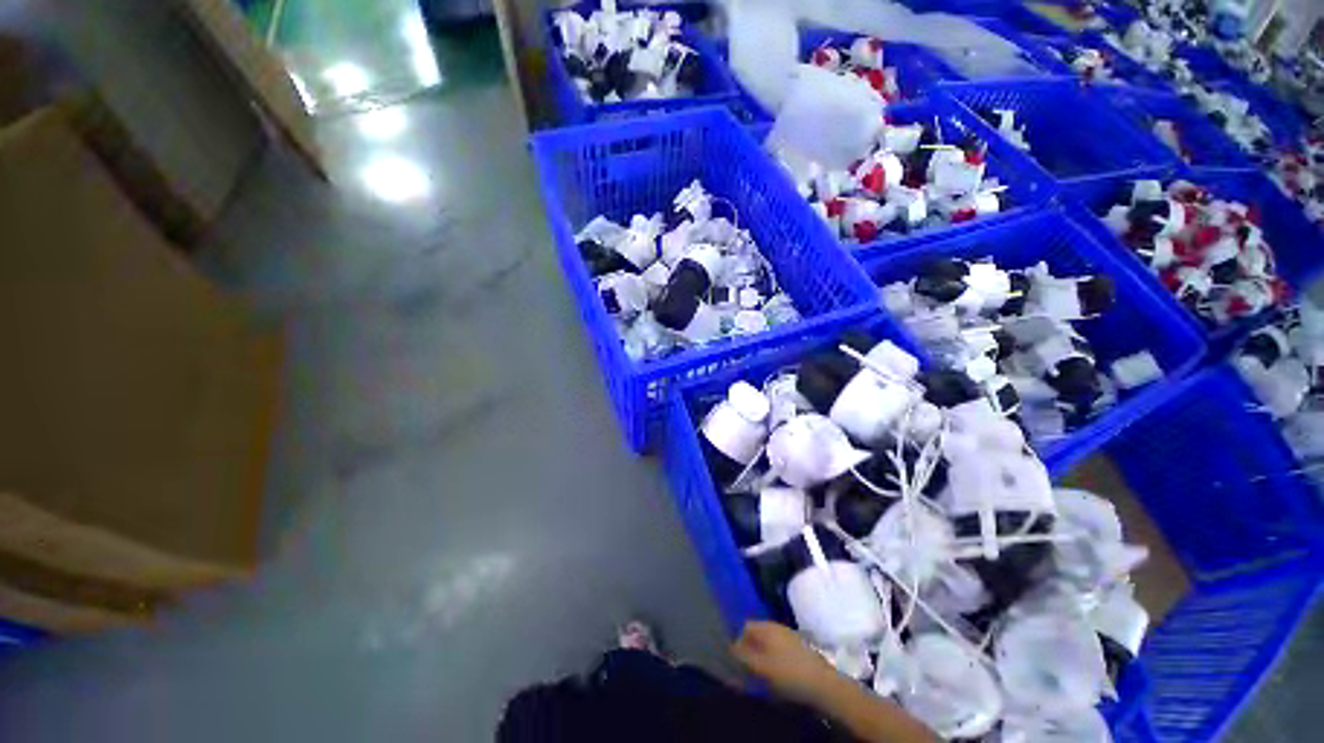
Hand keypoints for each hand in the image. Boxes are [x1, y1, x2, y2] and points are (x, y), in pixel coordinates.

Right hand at [731, 621, 840, 703]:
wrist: (824, 684)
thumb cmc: (788, 673)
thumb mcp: (761, 666)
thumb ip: (743, 655)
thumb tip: (731, 646)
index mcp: (766, 627)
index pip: (745, 626)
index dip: (737, 640)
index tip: (735, 658)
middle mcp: (777, 626)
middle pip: (756, 633)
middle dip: (749, 648)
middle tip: (746, 667)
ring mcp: (789, 636)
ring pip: (768, 642)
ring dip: (761, 655)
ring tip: (759, 673)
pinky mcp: (799, 648)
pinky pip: (779, 650)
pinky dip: (773, 658)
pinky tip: (775, 674)